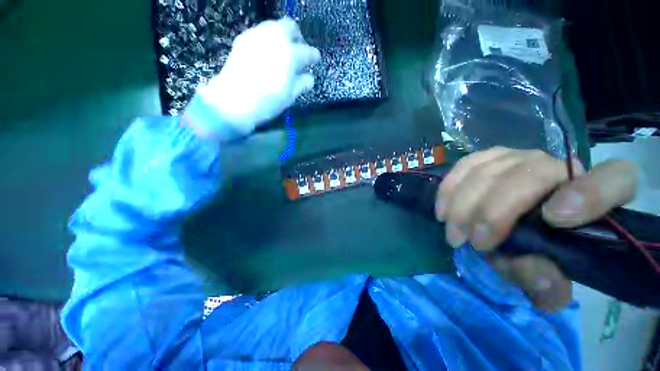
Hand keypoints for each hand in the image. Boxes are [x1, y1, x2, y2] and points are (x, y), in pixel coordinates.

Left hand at [194, 17, 319, 135]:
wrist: (235, 100)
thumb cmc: (268, 101)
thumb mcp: (289, 96)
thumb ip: (301, 84)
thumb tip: (310, 78)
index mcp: (290, 55)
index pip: (307, 52)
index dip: (314, 56)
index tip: (316, 59)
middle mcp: (275, 39)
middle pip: (290, 26)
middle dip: (297, 36)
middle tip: (298, 49)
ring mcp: (257, 36)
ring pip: (274, 26)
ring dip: (282, 36)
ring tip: (282, 52)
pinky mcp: (244, 39)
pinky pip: (260, 32)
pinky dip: (267, 40)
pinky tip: (267, 54)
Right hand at [435, 147, 636, 310]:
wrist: (518, 228)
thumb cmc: (541, 253)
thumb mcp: (547, 279)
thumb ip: (547, 284)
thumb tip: (537, 274)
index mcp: (597, 196)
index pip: (614, 180)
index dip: (589, 194)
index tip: (554, 219)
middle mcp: (560, 167)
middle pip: (529, 174)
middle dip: (494, 212)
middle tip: (472, 242)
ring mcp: (520, 157)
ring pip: (489, 170)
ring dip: (463, 204)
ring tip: (453, 232)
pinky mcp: (489, 158)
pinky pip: (466, 165)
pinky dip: (450, 188)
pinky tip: (442, 209)